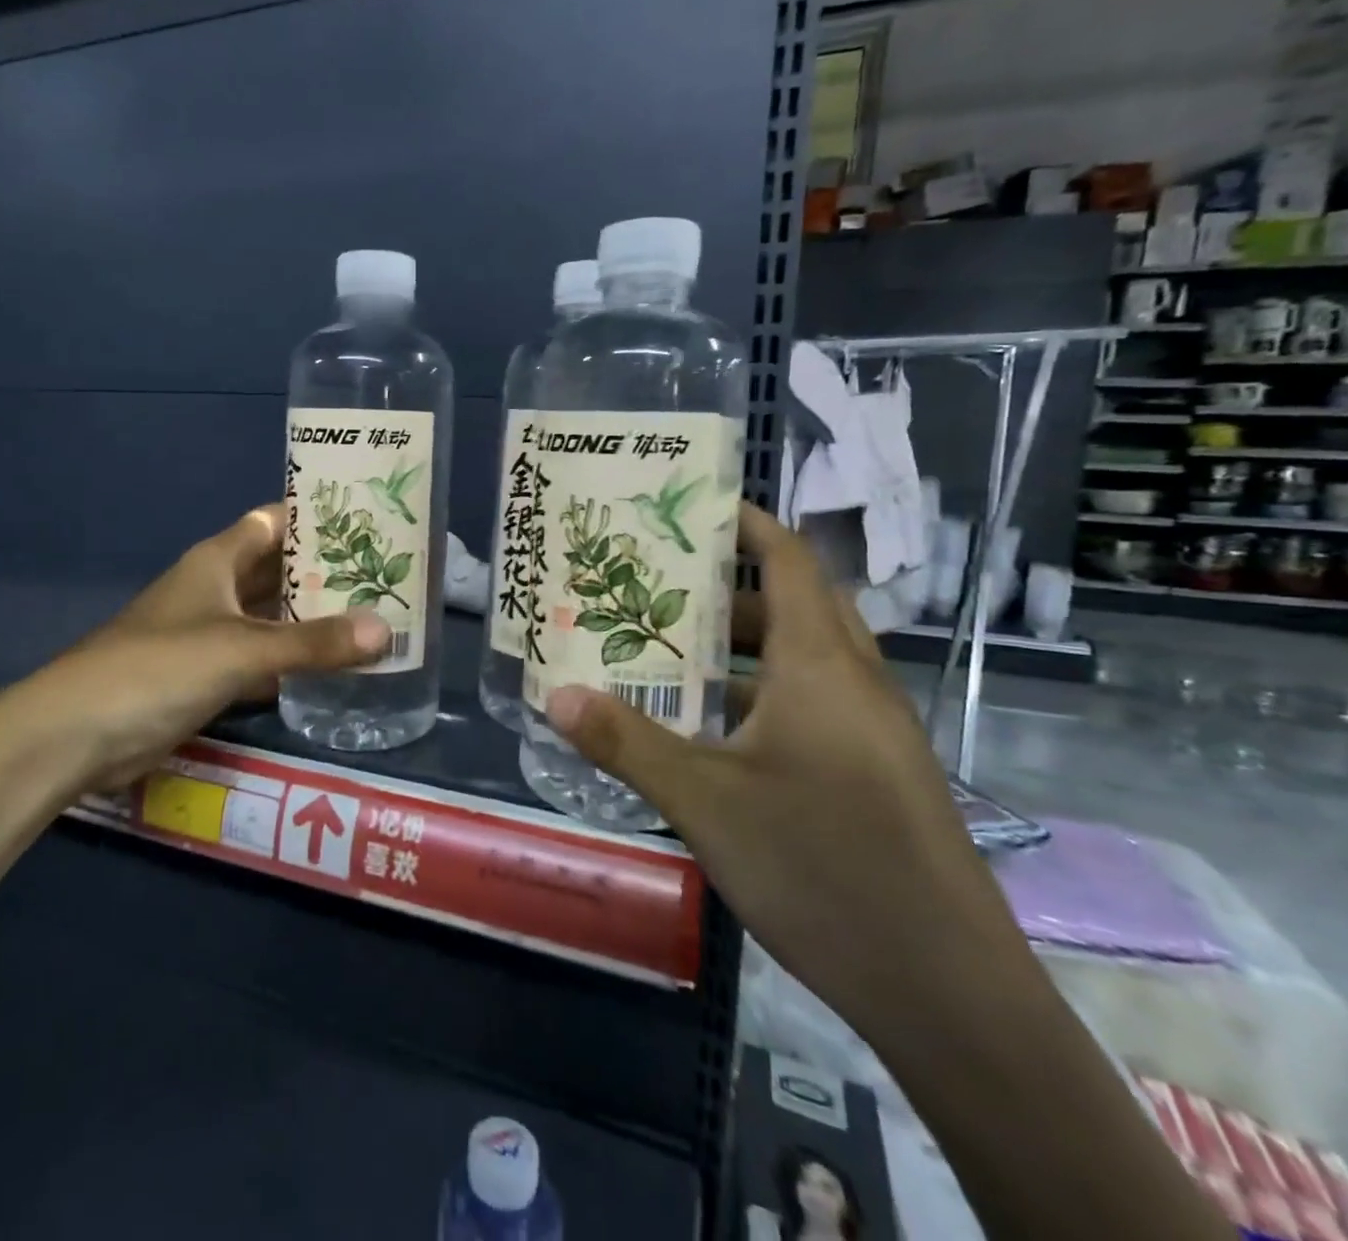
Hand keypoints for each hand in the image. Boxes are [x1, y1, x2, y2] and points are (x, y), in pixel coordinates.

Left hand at [0, 505, 388, 795]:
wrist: (78, 735)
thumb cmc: (159, 668)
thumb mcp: (241, 649)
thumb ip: (314, 642)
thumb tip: (387, 631)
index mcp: (217, 561)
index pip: (274, 522)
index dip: (316, 518)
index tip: (370, 522)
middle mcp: (216, 589)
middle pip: (279, 571)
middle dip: (327, 573)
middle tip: (388, 577)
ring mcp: (211, 635)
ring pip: (273, 618)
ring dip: (314, 620)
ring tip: (376, 619)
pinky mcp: (208, 677)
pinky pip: (263, 661)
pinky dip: (294, 664)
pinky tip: (336, 670)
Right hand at [543, 503, 1022, 1033]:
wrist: (948, 992)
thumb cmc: (822, 867)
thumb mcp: (704, 800)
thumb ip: (625, 742)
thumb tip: (553, 695)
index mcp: (822, 665)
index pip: (790, 560)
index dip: (746, 524)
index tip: (692, 508)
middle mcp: (854, 684)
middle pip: (796, 604)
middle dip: (729, 587)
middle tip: (659, 586)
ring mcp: (872, 732)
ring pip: (804, 660)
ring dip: (743, 646)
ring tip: (671, 652)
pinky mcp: (875, 774)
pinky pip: (812, 705)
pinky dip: (761, 694)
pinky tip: (711, 731)